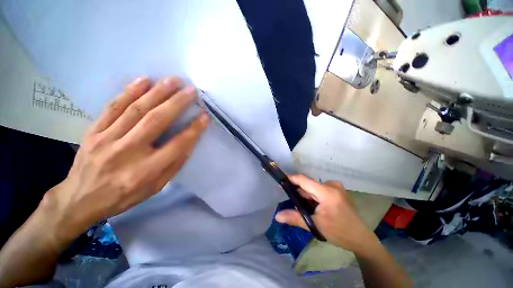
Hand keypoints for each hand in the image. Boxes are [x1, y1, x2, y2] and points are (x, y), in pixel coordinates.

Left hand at [42, 76, 208, 241]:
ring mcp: (107, 139)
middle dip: (177, 103)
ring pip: (136, 109)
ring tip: (173, 80)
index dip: (194, 129)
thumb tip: (189, 142)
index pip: (177, 145)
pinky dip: (129, 92)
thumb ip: (174, 165)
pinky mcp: (93, 131)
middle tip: (191, 90)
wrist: (80, 199)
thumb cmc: (124, 196)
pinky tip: (143, 80)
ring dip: (157, 92)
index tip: (204, 116)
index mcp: (146, 170)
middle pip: (156, 121)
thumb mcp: (155, 187)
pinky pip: (113, 107)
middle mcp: (127, 152)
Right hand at [275, 175, 378, 253]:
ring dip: (306, 195)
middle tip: (290, 201)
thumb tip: (277, 216)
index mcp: (327, 192)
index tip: (280, 181)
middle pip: (308, 185)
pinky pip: (320, 190)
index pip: (304, 180)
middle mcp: (332, 185)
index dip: (291, 179)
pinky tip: (312, 206)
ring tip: (301, 207)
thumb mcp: (315, 225)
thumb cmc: (339, 232)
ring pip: (313, 188)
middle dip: (298, 192)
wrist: (361, 239)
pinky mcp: (337, 191)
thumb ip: (295, 218)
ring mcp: (336, 187)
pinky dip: (313, 196)